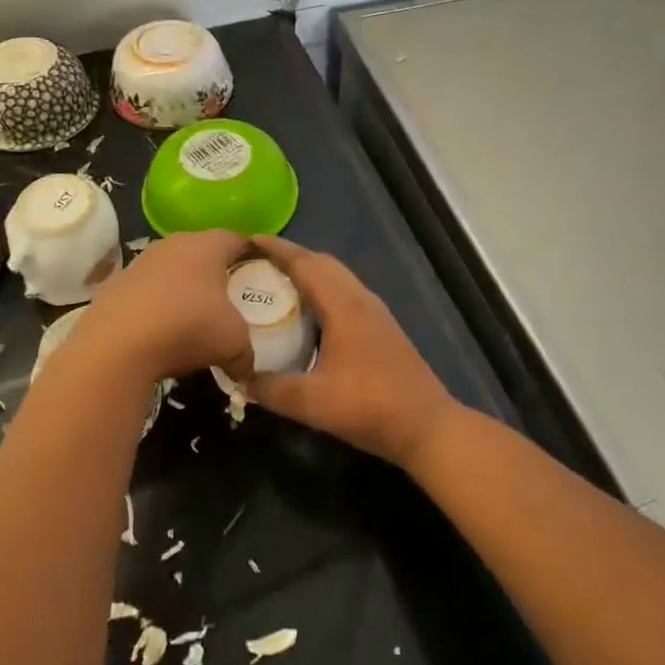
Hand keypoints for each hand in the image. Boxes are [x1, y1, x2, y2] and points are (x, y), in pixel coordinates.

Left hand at [62, 229, 253, 386]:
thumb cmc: (187, 327)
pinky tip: (158, 330)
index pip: (236, 239)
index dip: (250, 254)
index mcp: (207, 246)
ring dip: (182, 287)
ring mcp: (140, 262)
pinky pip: (145, 290)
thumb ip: (246, 353)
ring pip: (171, 268)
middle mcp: (173, 244)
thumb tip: (247, 369)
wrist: (115, 346)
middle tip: (228, 296)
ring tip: (191, 315)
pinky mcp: (115, 284)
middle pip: (202, 250)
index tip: (258, 273)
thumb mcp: (233, 344)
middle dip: (215, 271)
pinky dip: (155, 304)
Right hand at [239, 236, 459, 468]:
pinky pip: (344, 292)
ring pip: (336, 277)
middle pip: (322, 262)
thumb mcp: (313, 403)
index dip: (276, 249)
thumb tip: (239, 378)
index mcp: (344, 305)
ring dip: (307, 271)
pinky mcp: (380, 326)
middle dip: (289, 256)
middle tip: (255, 262)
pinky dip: (321, 288)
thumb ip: (272, 389)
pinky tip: (307, 312)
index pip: (305, 263)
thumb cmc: (370, 407)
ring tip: (275, 282)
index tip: (247, 240)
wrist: (426, 425)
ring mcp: (374, 311)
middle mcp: (360, 298)